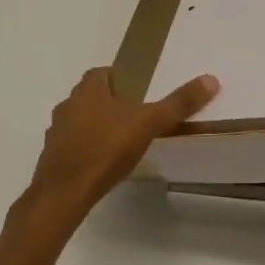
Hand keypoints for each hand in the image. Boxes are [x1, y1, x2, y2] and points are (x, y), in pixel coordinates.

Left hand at [23, 67, 219, 226]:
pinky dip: (88, 149)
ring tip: (122, 141)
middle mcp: (68, 105)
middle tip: (136, 115)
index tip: (138, 90)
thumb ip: (179, 103)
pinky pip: (74, 146)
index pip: (101, 73)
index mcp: (88, 90)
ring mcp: (57, 133)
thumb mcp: (150, 123)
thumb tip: (211, 79)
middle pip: (90, 97)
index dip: (119, 78)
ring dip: (97, 126)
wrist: (65, 191)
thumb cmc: (106, 149)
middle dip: (110, 103)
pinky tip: (104, 163)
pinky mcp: (54, 157)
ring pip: (80, 121)